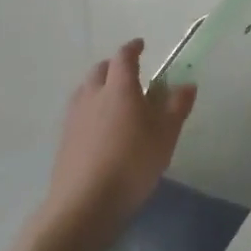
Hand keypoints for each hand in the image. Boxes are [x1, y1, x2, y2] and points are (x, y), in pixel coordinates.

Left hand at [35, 40, 196, 250]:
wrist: (85, 204)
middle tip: (130, 74)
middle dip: (114, 67)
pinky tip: (101, 128)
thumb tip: (186, 84)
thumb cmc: (133, 163)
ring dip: (100, 87)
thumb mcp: (167, 134)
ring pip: (86, 91)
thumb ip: (177, 106)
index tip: (141, 45)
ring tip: (115, 100)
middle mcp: (93, 96)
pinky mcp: (64, 141)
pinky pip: (79, 112)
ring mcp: (74, 118)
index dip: (133, 48)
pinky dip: (91, 109)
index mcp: (119, 88)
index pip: (124, 57)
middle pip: (100, 71)